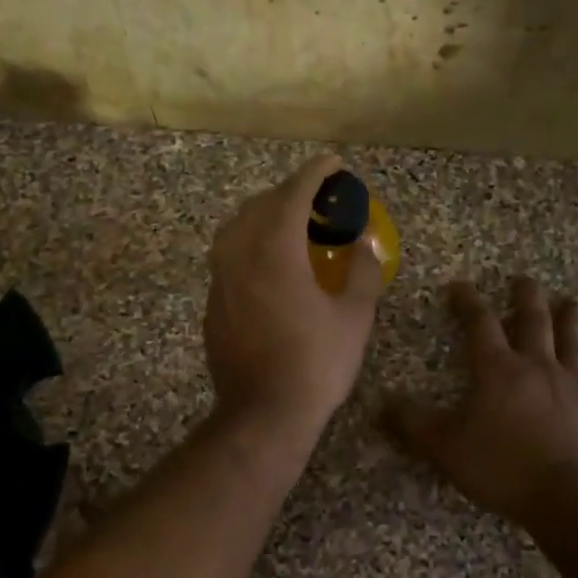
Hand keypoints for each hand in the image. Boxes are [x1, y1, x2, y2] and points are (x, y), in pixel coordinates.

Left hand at [204, 155, 384, 441]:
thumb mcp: (353, 317)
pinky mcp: (212, 304)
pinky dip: (250, 245)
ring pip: (236, 229)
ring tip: (291, 225)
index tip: (332, 162)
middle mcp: (239, 256)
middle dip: (289, 193)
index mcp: (274, 251)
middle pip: (259, 206)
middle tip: (318, 198)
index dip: (314, 174)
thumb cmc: (315, 364)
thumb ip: (361, 270)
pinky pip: (228, 257)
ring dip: (264, 216)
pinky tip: (270, 265)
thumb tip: (364, 242)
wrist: (262, 414)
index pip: (292, 195)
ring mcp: (220, 281)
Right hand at [385, 278, 577, 522]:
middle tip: (525, 278)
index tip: (460, 284)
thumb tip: (381, 402)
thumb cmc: (504, 468)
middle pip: (533, 322)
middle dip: (526, 298)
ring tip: (575, 300)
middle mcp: (539, 368)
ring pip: (575, 344)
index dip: (468, 302)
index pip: (479, 325)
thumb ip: (412, 423)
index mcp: (498, 371)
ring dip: (574, 320)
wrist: (575, 499)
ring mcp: (577, 388)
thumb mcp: (445, 447)